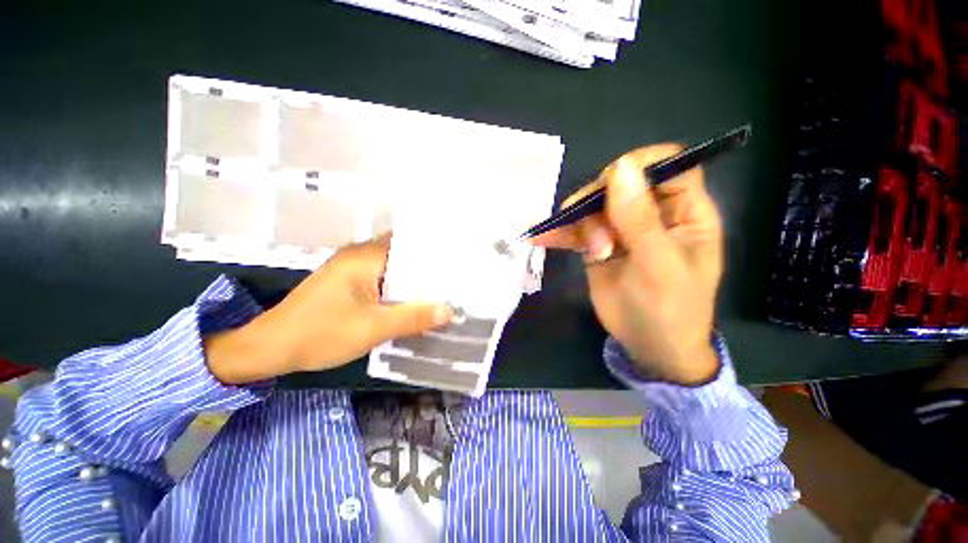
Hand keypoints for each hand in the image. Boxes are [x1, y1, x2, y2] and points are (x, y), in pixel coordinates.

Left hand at [205, 234, 452, 384]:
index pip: (409, 242)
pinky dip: (400, 286)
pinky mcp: (350, 282)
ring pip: (394, 267)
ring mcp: (353, 268)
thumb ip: (413, 317)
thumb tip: (449, 310)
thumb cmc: (320, 334)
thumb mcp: (372, 328)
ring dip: (414, 278)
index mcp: (365, 257)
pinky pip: (383, 278)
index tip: (457, 259)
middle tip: (456, 275)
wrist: (270, 348)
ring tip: (443, 286)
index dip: (434, 249)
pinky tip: (415, 298)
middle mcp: (360, 255)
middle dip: (428, 265)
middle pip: (403, 253)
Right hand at [533, 144, 722, 384]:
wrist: (648, 345)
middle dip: (601, 203)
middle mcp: (653, 213)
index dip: (641, 165)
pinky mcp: (598, 245)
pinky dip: (559, 233)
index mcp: (685, 212)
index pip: (668, 165)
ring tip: (585, 250)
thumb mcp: (659, 265)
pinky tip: (541, 238)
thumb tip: (620, 169)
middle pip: (621, 183)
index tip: (611, 183)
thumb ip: (639, 219)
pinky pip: (577, 230)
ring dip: (579, 222)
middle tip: (596, 238)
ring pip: (594, 206)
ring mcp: (622, 229)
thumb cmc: (669, 309)